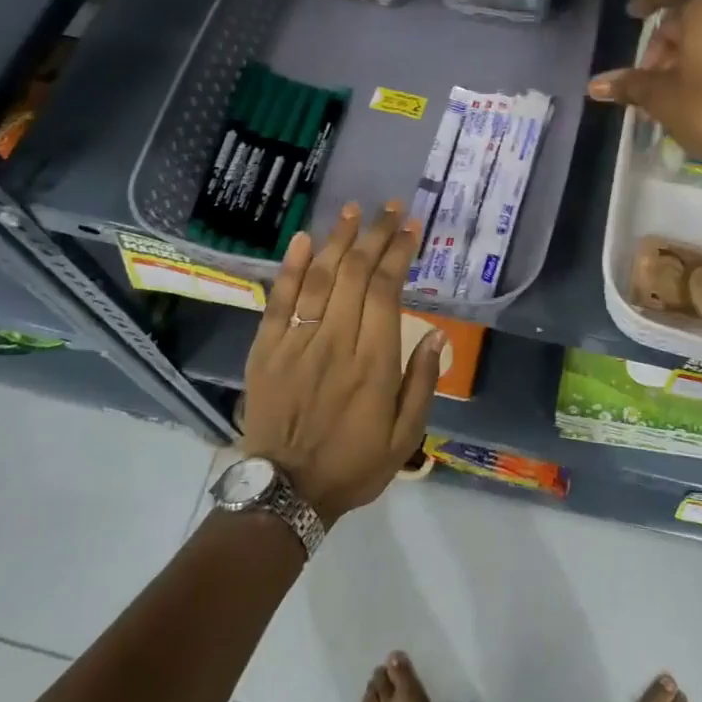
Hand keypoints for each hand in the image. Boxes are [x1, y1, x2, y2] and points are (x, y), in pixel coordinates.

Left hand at [241, 201, 444, 524]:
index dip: (398, 254)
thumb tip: (435, 336)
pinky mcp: (266, 349)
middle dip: (375, 235)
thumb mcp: (405, 437)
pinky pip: (279, 300)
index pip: (386, 291)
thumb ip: (421, 385)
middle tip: (389, 209)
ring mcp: (297, 343)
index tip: (410, 229)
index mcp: (374, 363)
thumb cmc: (353, 464)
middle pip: (355, 274)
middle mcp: (336, 342)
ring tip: (353, 211)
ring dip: (338, 240)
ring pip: (319, 278)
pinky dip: (290, 267)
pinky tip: (302, 239)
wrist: (286, 492)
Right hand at [587, 0, 701, 195]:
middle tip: (645, 74)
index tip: (631, 15)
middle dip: (664, 41)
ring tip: (665, 87)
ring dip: (684, 51)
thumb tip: (593, 86)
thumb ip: (629, 84)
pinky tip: (690, 86)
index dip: (647, 1)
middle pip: (689, 12)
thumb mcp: (662, 97)